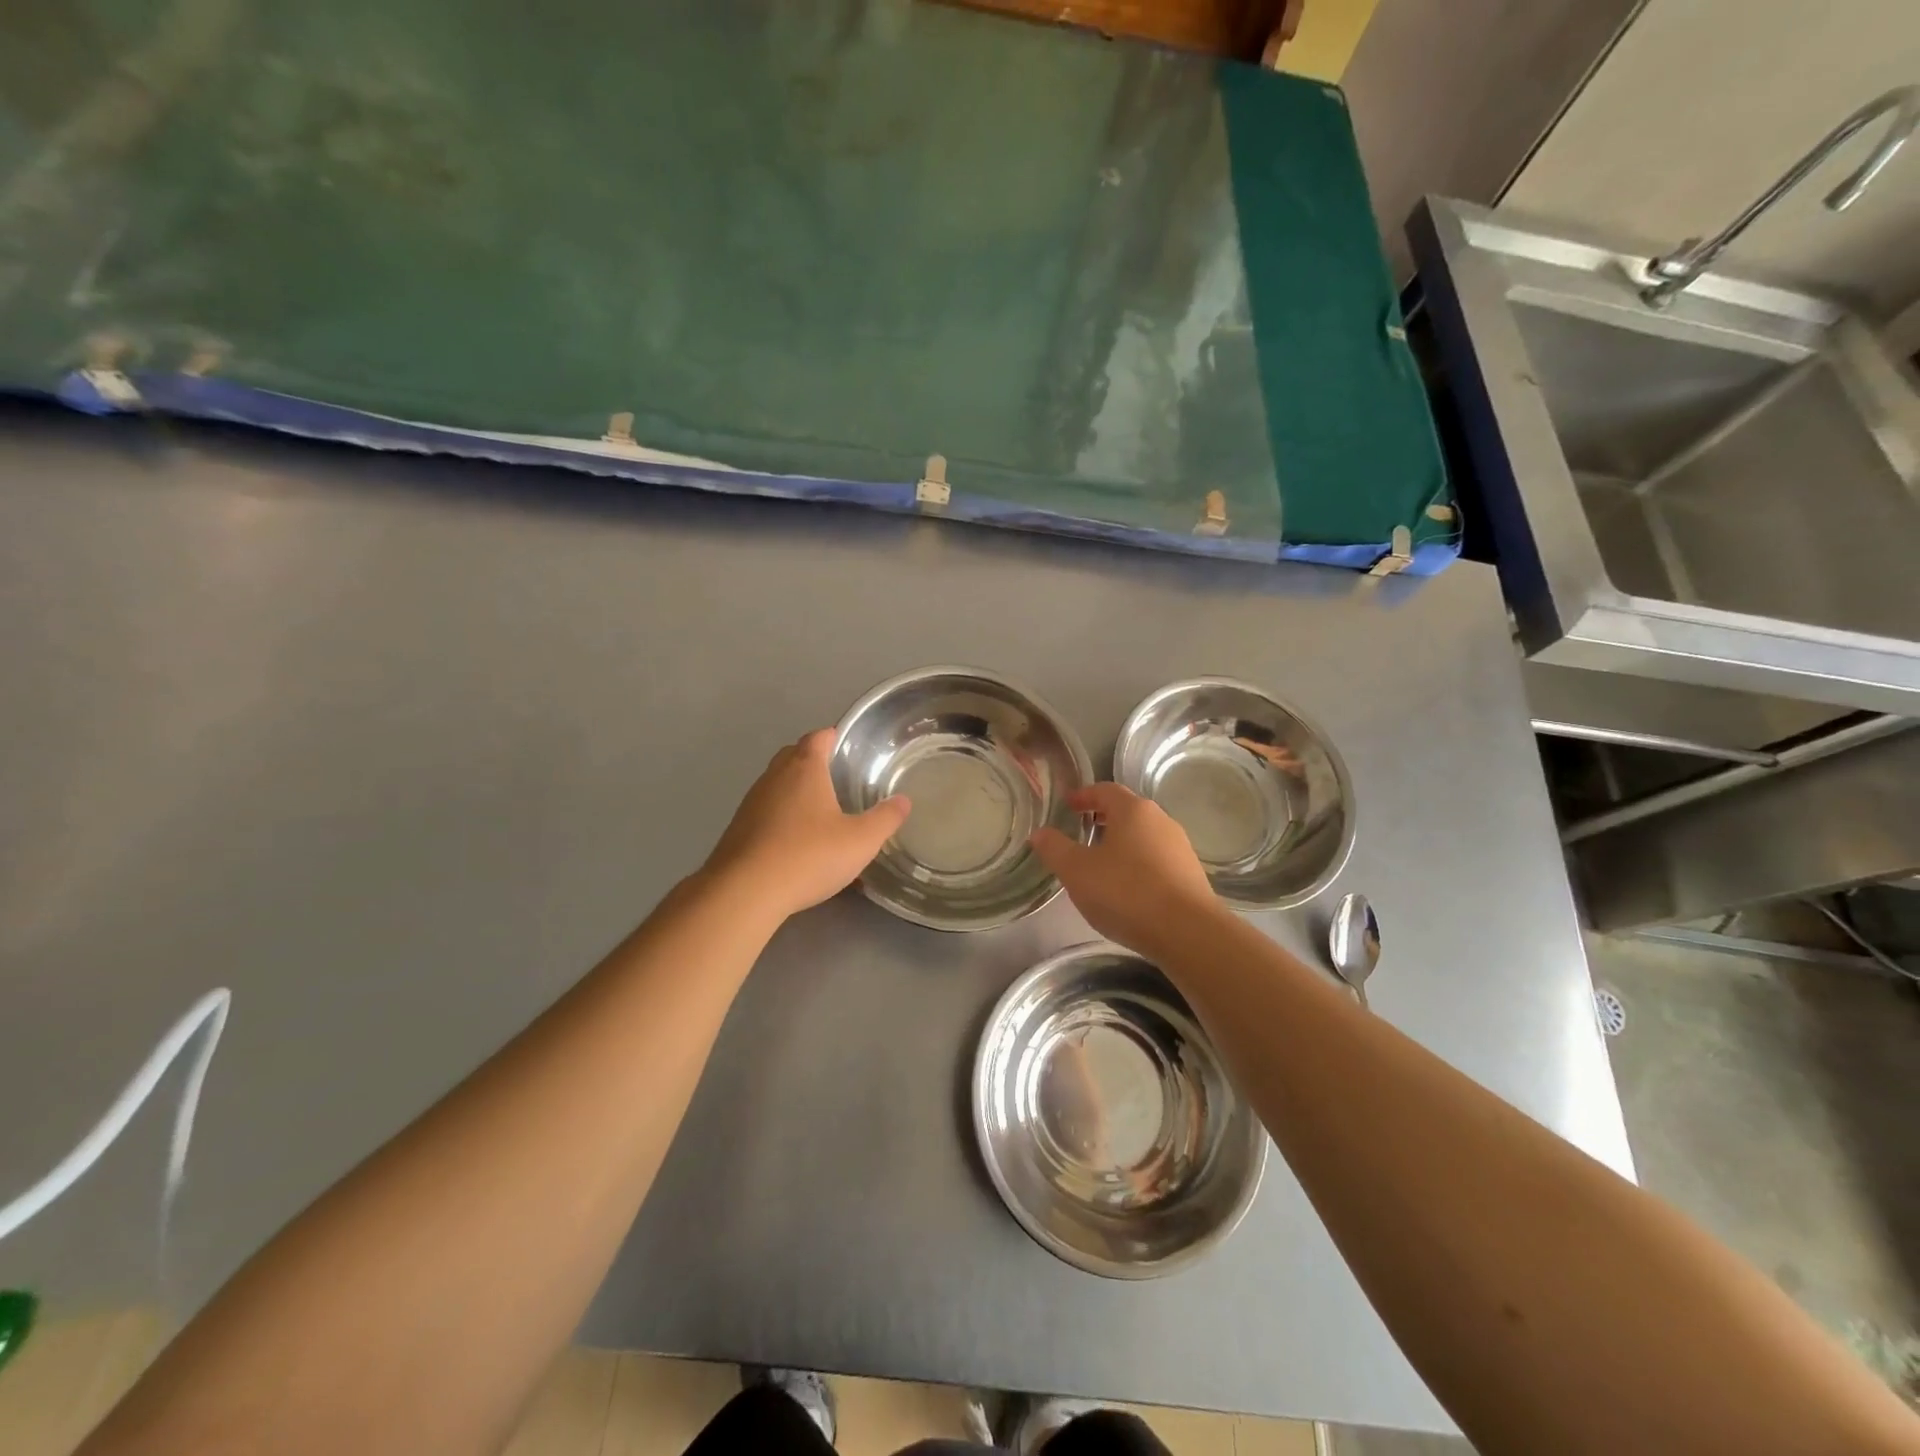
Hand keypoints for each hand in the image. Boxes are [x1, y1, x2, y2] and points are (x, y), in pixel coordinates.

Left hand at [702, 729, 910, 921]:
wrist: (744, 892)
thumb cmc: (808, 856)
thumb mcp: (860, 841)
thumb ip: (885, 819)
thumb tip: (904, 801)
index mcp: (804, 768)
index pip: (818, 737)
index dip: (834, 737)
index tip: (850, 747)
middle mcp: (774, 777)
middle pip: (794, 755)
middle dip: (815, 762)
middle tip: (840, 778)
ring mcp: (752, 802)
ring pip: (778, 785)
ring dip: (798, 792)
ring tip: (822, 812)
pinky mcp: (738, 829)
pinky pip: (767, 812)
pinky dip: (783, 817)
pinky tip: (798, 843)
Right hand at [1030, 783, 1221, 959]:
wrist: (1188, 933)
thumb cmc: (1126, 893)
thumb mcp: (1077, 871)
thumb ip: (1054, 848)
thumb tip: (1039, 833)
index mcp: (1133, 810)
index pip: (1105, 790)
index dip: (1083, 795)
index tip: (1068, 804)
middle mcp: (1160, 820)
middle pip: (1127, 811)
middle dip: (1102, 818)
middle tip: (1081, 832)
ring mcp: (1179, 847)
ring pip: (1143, 835)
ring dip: (1121, 842)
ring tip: (1101, 863)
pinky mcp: (1190, 874)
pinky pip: (1156, 859)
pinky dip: (1137, 863)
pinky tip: (1127, 888)